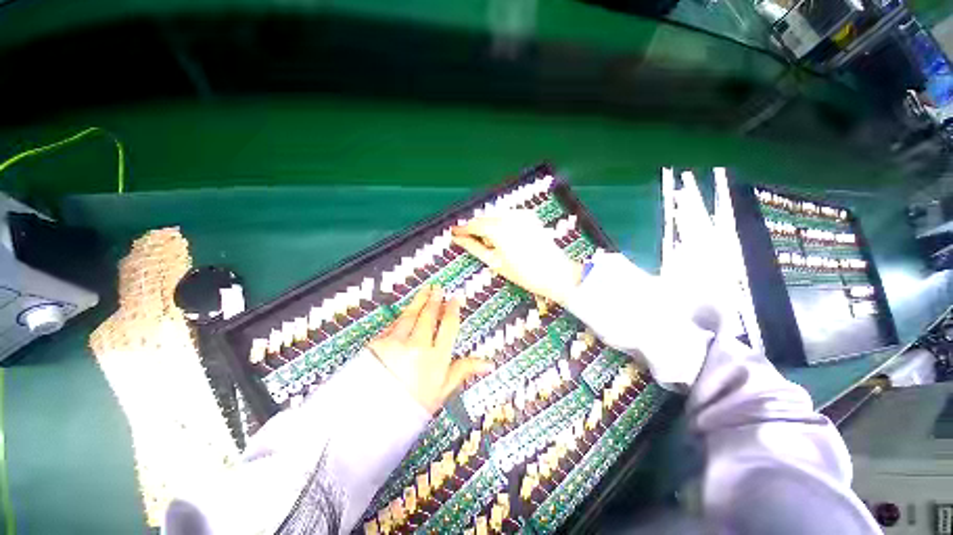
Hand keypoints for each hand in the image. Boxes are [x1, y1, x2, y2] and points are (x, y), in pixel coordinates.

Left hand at [368, 285, 493, 412]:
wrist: (372, 420)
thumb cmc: (413, 408)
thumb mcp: (442, 391)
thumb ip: (464, 370)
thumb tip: (488, 364)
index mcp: (437, 357)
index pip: (448, 326)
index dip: (452, 310)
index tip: (455, 299)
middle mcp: (418, 345)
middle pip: (429, 316)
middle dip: (435, 299)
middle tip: (438, 288)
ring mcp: (397, 342)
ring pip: (411, 315)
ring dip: (419, 301)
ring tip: (425, 290)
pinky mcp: (378, 343)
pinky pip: (393, 324)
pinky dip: (401, 316)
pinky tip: (404, 311)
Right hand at [451, 210, 582, 304]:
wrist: (556, 273)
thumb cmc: (523, 273)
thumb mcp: (495, 262)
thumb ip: (474, 247)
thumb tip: (457, 239)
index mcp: (498, 229)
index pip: (474, 225)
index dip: (462, 229)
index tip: (453, 233)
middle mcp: (509, 216)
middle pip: (484, 218)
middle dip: (475, 228)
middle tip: (469, 240)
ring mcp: (521, 214)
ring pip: (495, 216)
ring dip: (488, 225)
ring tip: (490, 243)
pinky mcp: (529, 216)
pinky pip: (508, 216)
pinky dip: (501, 223)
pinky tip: (504, 237)